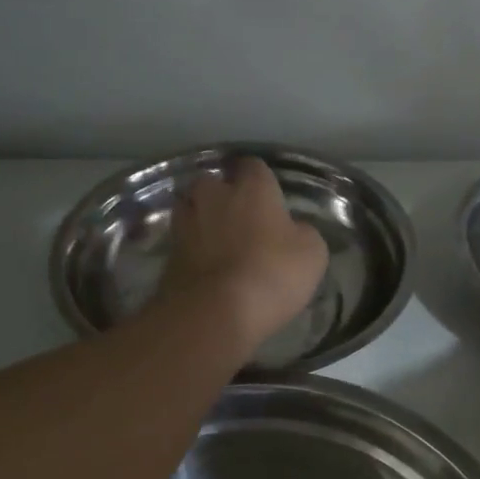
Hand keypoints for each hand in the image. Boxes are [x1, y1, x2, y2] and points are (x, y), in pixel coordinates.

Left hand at [156, 157, 329, 353]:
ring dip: (202, 220)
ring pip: (191, 209)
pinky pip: (182, 242)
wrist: (215, 312)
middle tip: (239, 218)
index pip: (254, 166)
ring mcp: (185, 223)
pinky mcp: (168, 254)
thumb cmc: (272, 274)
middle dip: (223, 195)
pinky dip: (192, 250)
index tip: (269, 196)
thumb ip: (302, 233)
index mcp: (251, 188)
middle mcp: (213, 196)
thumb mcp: (311, 254)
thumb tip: (293, 230)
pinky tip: (206, 267)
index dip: (261, 180)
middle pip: (213, 183)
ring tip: (217, 241)